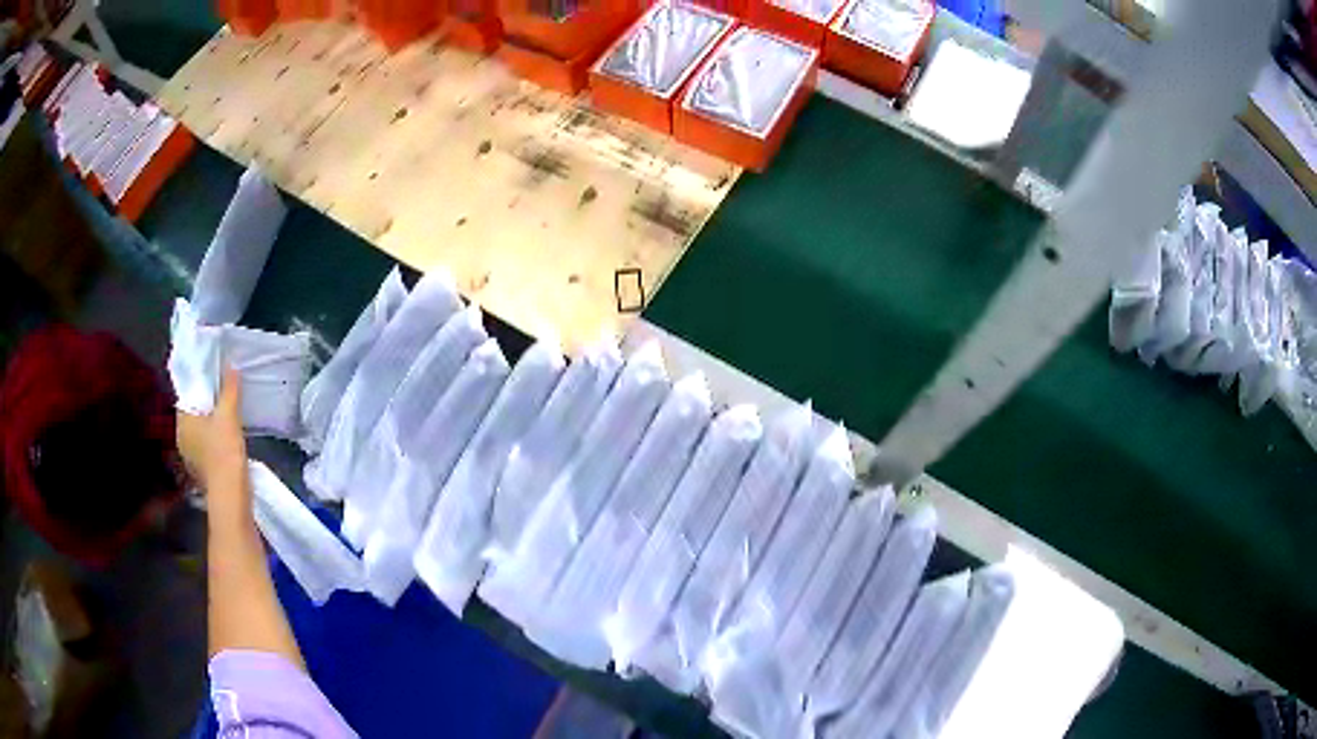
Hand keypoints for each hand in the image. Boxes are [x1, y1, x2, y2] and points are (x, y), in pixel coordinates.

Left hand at [177, 366, 247, 504]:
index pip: (188, 395)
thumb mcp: (229, 415)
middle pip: (194, 413)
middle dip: (206, 406)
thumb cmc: (224, 452)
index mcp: (182, 420)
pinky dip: (213, 442)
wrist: (230, 496)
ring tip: (227, 418)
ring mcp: (189, 457)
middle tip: (224, 397)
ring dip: (210, 425)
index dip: (201, 386)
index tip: (216, 380)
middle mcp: (181, 437)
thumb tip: (230, 366)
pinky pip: (205, 448)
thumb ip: (229, 389)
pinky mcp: (200, 471)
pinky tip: (226, 442)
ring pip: (199, 431)